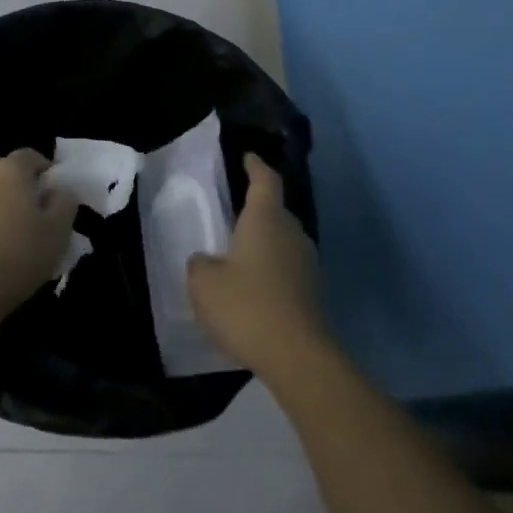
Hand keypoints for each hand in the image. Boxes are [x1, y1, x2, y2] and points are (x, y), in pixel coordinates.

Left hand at [0, 149, 79, 320]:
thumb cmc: (18, 256)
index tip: (53, 190)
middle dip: (16, 181)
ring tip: (6, 225)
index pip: (30, 155)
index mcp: (9, 169)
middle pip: (1, 167)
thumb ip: (65, 203)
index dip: (44, 169)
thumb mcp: (58, 232)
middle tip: (30, 208)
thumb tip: (59, 190)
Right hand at [187, 154, 331, 382]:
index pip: (265, 181)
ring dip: (264, 242)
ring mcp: (307, 263)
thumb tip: (206, 260)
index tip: (248, 157)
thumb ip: (200, 264)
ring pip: (283, 240)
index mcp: (265, 220)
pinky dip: (271, 269)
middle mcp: (291, 233)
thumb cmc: (246, 306)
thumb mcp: (203, 283)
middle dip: (257, 208)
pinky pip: (288, 268)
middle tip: (233, 213)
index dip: (255, 166)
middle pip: (276, 211)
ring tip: (239, 253)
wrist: (297, 356)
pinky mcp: (313, 291)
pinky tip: (253, 287)